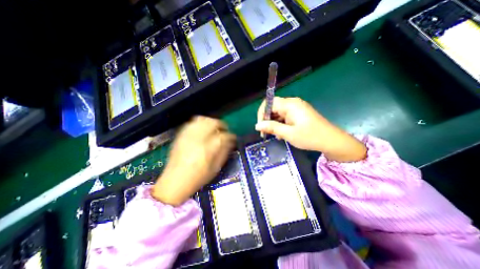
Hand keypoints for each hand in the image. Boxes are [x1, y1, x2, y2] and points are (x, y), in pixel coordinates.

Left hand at [152, 115, 234, 205]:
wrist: (174, 181)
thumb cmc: (198, 177)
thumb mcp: (215, 168)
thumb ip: (224, 153)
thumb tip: (230, 142)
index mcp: (208, 150)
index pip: (223, 136)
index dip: (230, 136)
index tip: (233, 137)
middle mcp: (198, 139)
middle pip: (212, 123)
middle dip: (221, 124)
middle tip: (224, 130)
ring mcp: (188, 136)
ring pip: (202, 120)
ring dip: (211, 122)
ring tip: (214, 128)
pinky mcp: (181, 136)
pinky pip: (192, 123)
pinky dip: (200, 123)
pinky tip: (203, 129)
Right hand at [256, 97, 365, 161]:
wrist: (331, 141)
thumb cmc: (310, 137)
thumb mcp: (288, 133)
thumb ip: (272, 128)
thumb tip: (257, 125)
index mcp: (290, 105)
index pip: (269, 103)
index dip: (262, 113)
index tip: (260, 126)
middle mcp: (292, 103)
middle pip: (273, 107)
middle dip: (267, 119)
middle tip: (266, 133)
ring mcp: (296, 108)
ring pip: (278, 112)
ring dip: (274, 123)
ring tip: (274, 135)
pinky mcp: (299, 113)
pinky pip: (285, 116)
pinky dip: (281, 124)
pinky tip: (282, 133)